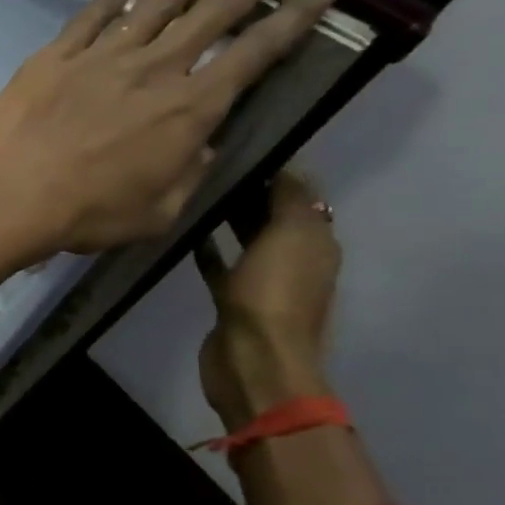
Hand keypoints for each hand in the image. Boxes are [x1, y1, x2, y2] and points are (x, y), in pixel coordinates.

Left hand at [0, 0, 346, 270]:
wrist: (10, 194)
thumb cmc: (87, 213)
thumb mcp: (157, 211)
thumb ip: (186, 174)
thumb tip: (198, 146)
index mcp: (190, 107)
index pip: (257, 50)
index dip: (298, 14)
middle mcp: (154, 69)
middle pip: (218, 8)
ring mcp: (100, 57)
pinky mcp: (54, 57)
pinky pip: (88, 20)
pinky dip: (108, 2)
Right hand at [196, 169, 340, 426]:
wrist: (253, 359)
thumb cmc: (273, 295)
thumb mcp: (290, 236)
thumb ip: (289, 198)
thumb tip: (284, 165)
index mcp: (317, 241)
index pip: (300, 193)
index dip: (276, 168)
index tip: (240, 145)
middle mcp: (295, 258)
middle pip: (273, 214)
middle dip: (251, 190)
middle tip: (211, 163)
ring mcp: (263, 280)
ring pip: (247, 238)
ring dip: (229, 218)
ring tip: (197, 193)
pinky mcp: (232, 299)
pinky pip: (221, 265)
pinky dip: (209, 248)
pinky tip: (188, 234)